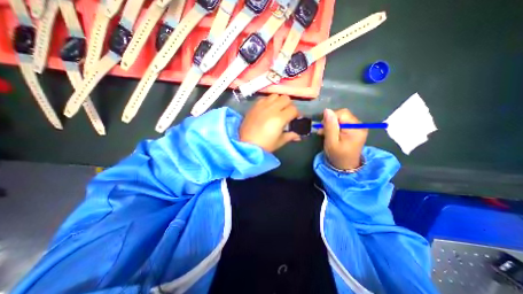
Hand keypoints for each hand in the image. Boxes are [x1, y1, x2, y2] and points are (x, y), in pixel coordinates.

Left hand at [238, 95, 300, 152]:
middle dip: (288, 105)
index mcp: (280, 118)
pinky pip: (264, 98)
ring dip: (278, 101)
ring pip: (275, 95)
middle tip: (286, 113)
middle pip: (285, 98)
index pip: (293, 109)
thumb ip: (290, 136)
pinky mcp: (254, 106)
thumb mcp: (279, 142)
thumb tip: (298, 136)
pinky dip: (268, 101)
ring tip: (276, 109)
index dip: (296, 114)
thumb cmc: (264, 145)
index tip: (295, 118)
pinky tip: (266, 109)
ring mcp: (262, 106)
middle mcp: (271, 109)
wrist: (246, 145)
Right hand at [319, 109, 366, 169]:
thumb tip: (327, 110)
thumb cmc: (337, 155)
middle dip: (330, 121)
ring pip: (342, 118)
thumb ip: (330, 126)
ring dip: (332, 124)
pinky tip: (331, 133)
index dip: (330, 118)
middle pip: (342, 114)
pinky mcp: (355, 129)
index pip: (342, 113)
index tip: (322, 127)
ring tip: (325, 133)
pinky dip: (335, 126)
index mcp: (355, 128)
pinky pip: (344, 122)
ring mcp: (358, 127)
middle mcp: (360, 125)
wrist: (346, 166)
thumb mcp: (331, 142)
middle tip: (322, 131)